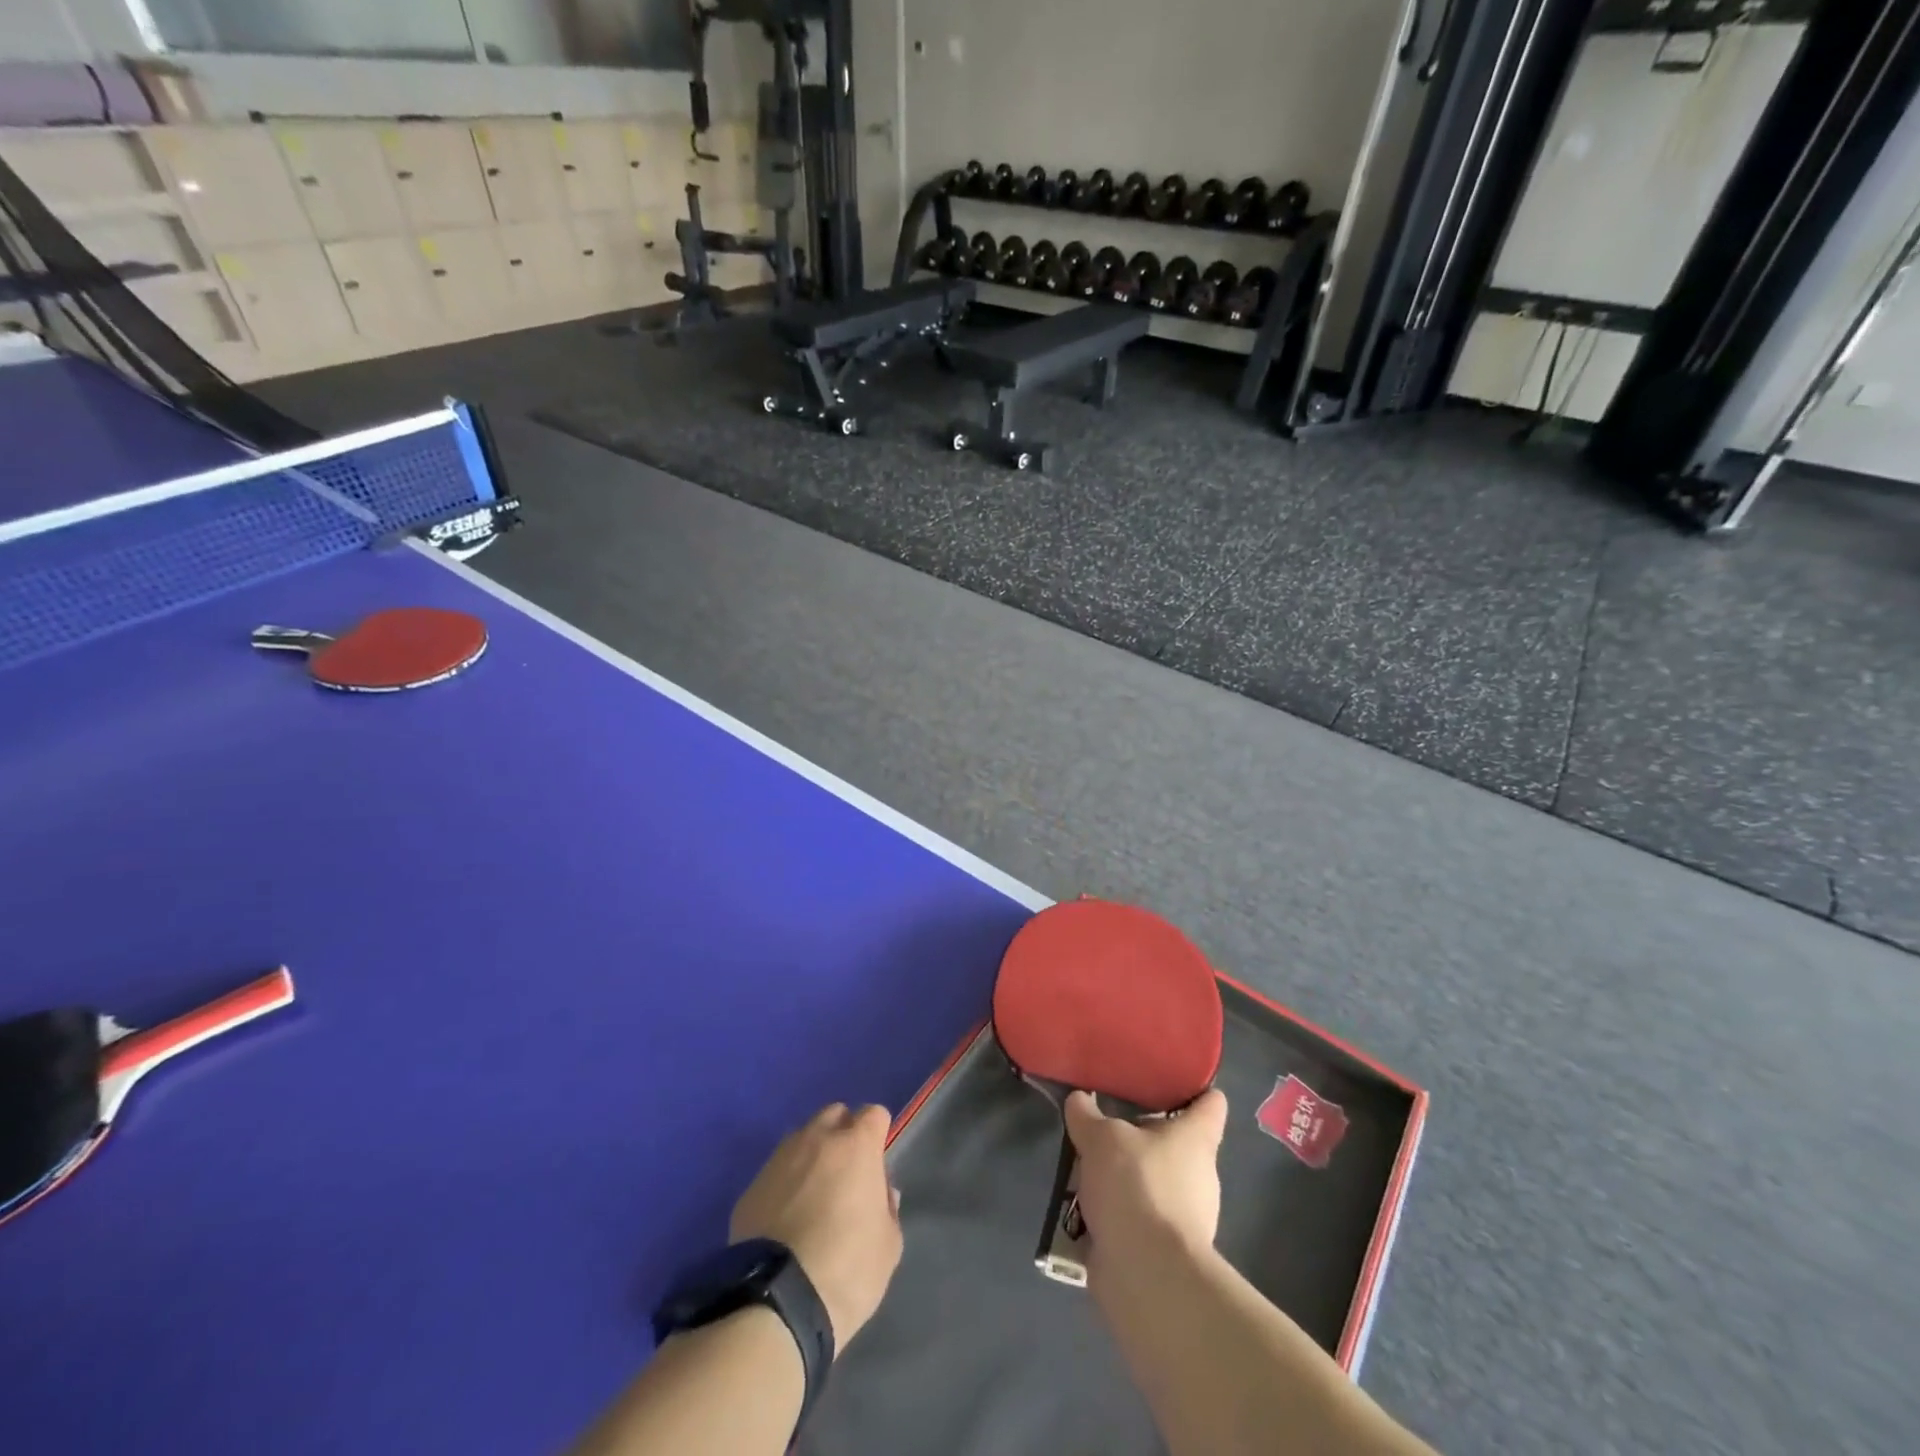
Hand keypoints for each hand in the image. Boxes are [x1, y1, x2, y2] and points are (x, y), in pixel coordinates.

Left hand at [730, 1103, 902, 1350]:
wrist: (777, 1304)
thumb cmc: (847, 1270)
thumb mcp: (888, 1246)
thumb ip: (887, 1208)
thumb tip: (881, 1192)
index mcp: (856, 1146)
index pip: (874, 1114)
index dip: (878, 1134)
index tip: (877, 1164)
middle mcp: (817, 1140)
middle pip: (834, 1115)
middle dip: (843, 1134)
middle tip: (846, 1174)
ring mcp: (779, 1160)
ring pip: (801, 1139)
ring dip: (811, 1156)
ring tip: (812, 1196)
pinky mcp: (751, 1187)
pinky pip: (775, 1172)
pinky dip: (784, 1184)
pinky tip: (785, 1219)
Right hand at [1063, 1088, 1228, 1272]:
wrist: (1147, 1275)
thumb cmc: (1136, 1187)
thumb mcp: (1101, 1138)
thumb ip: (1087, 1115)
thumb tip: (1079, 1100)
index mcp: (1196, 1138)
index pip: (1211, 1103)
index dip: (1195, 1089)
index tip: (1168, 1080)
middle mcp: (1200, 1173)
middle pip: (1176, 1143)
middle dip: (1144, 1136)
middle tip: (1109, 1124)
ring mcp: (1188, 1216)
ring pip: (1156, 1182)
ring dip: (1127, 1177)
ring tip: (1088, 1167)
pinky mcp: (1167, 1249)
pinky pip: (1141, 1217)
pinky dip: (1119, 1213)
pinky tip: (1087, 1208)